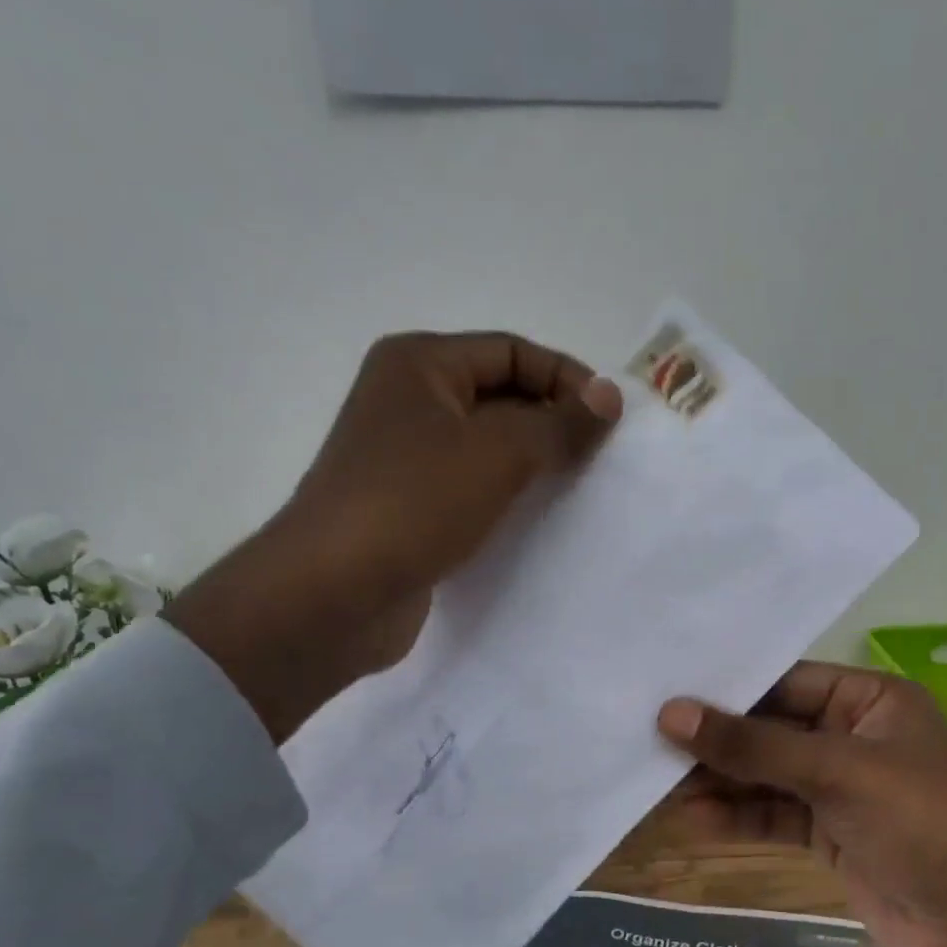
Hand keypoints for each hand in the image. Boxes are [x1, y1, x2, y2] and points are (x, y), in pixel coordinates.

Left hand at [169, 332, 620, 741]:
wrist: (334, 594)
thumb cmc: (415, 504)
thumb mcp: (499, 453)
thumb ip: (560, 424)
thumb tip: (609, 396)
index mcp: (420, 364)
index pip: (512, 351)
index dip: (566, 378)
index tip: (613, 421)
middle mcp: (408, 401)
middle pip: (500, 395)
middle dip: (553, 422)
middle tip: (602, 459)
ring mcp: (405, 459)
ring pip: (488, 447)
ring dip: (534, 463)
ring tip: (580, 489)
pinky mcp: (410, 508)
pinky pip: (473, 489)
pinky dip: (508, 498)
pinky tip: (539, 521)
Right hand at [657, 665, 946, 946]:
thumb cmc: (924, 826)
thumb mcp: (836, 772)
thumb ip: (753, 745)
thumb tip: (671, 714)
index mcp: (871, 701)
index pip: (786, 680)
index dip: (728, 689)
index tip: (666, 692)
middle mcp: (854, 737)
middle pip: (771, 729)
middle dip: (717, 740)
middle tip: (648, 739)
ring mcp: (842, 789)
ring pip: (767, 775)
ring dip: (720, 781)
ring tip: (656, 783)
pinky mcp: (831, 835)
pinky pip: (774, 816)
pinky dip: (737, 817)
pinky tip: (692, 819)